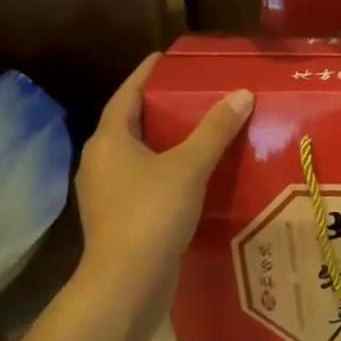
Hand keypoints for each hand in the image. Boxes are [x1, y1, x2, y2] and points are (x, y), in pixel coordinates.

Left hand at [71, 54, 253, 316]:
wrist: (126, 284)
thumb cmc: (151, 214)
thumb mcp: (189, 166)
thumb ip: (215, 130)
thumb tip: (241, 94)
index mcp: (108, 141)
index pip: (127, 95)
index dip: (146, 74)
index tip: (166, 57)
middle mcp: (99, 163)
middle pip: (130, 124)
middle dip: (159, 107)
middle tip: (193, 92)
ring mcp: (106, 194)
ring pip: (137, 155)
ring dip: (163, 141)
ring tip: (199, 130)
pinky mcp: (118, 218)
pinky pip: (143, 181)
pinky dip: (166, 170)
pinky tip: (193, 174)